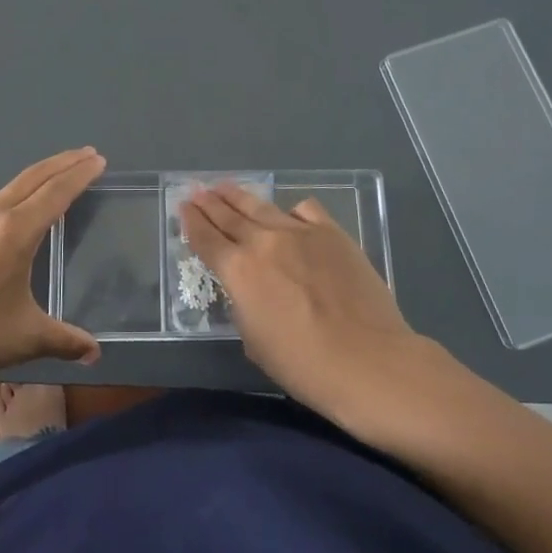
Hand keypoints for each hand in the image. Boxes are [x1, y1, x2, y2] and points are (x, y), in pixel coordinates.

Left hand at [0, 149, 104, 398]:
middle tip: (87, 154)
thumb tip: (95, 353)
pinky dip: (15, 197)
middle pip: (33, 178)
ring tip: (57, 179)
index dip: (80, 174)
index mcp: (14, 232)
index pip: (56, 192)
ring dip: (38, 178)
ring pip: (10, 188)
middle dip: (62, 163)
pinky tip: (16, 215)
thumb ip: (63, 340)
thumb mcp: (23, 338)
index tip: (98, 159)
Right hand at [181, 183, 421, 421]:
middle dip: (209, 202)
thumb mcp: (255, 341)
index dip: (191, 221)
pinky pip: (304, 211)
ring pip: (261, 206)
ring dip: (239, 196)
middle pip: (228, 215)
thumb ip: (244, 305)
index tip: (183, 207)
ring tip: (226, 187)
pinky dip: (290, 211)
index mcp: (238, 271)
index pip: (205, 238)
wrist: (368, 360)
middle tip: (197, 189)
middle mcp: (263, 242)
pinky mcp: (332, 232)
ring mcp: (300, 232)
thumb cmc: (304, 365)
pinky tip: (288, 216)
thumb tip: (250, 288)